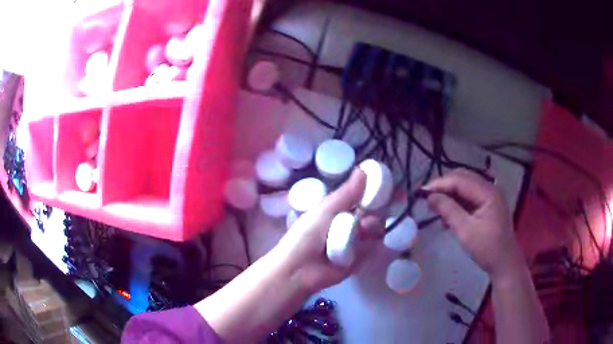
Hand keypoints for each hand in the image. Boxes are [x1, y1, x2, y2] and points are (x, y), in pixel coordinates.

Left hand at [273, 168, 383, 293]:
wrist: (300, 270)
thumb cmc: (307, 235)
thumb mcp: (326, 209)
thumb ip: (347, 193)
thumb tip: (363, 169)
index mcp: (337, 210)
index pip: (360, 197)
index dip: (372, 191)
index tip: (386, 182)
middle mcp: (349, 224)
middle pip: (372, 212)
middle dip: (377, 209)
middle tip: (381, 205)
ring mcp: (356, 241)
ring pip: (375, 228)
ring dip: (373, 226)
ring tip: (362, 230)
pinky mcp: (361, 258)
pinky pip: (374, 246)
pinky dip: (374, 242)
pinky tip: (370, 239)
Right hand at [423, 169, 523, 282]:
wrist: (504, 263)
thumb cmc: (487, 249)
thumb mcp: (465, 231)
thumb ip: (448, 210)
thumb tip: (429, 197)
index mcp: (488, 192)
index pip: (460, 180)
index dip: (440, 184)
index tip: (421, 193)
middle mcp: (490, 188)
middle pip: (463, 178)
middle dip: (444, 186)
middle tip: (427, 198)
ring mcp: (490, 195)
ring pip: (465, 185)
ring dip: (450, 193)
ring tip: (436, 207)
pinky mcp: (488, 203)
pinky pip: (469, 195)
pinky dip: (457, 201)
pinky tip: (449, 214)